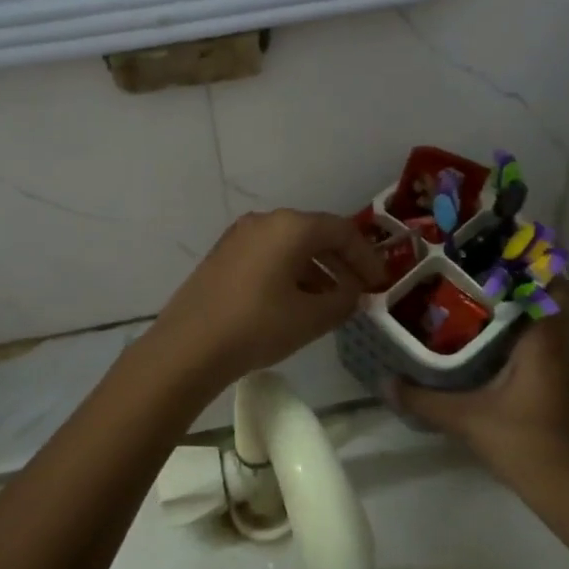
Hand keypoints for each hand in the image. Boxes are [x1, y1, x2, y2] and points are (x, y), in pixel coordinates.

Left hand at [140, 210, 384, 400]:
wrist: (188, 347)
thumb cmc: (258, 326)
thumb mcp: (311, 318)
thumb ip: (343, 302)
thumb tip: (354, 294)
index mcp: (291, 226)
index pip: (342, 231)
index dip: (366, 257)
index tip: (380, 283)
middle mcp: (265, 221)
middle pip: (315, 234)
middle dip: (342, 262)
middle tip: (360, 290)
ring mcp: (240, 236)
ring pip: (290, 245)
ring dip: (317, 269)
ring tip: (332, 301)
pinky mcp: (224, 255)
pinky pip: (269, 255)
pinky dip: (290, 272)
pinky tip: (297, 301)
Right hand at [393, 284, 568, 490]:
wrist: (565, 487)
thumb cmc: (522, 439)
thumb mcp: (466, 417)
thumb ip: (424, 399)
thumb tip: (385, 382)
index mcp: (543, 341)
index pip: (552, 286)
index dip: (532, 265)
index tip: (498, 252)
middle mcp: (558, 347)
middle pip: (548, 300)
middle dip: (518, 283)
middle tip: (477, 272)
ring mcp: (561, 367)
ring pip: (544, 323)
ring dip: (519, 309)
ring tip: (475, 299)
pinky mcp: (556, 385)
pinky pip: (540, 343)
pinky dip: (519, 334)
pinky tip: (487, 342)